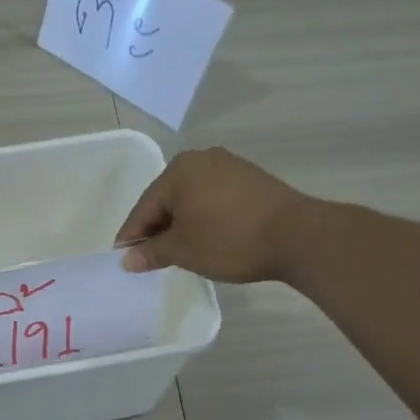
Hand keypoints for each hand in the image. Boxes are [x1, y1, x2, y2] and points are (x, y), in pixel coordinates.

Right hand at [115, 147, 307, 283]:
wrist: (297, 236)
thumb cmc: (229, 240)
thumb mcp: (183, 250)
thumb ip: (151, 252)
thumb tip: (127, 259)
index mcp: (178, 171)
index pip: (144, 207)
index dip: (131, 236)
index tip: (122, 258)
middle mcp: (201, 160)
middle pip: (167, 199)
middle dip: (156, 228)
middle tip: (148, 257)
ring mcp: (229, 166)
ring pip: (191, 199)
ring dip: (180, 224)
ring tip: (176, 251)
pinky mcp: (250, 178)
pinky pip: (213, 198)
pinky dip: (203, 217)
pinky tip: (204, 237)